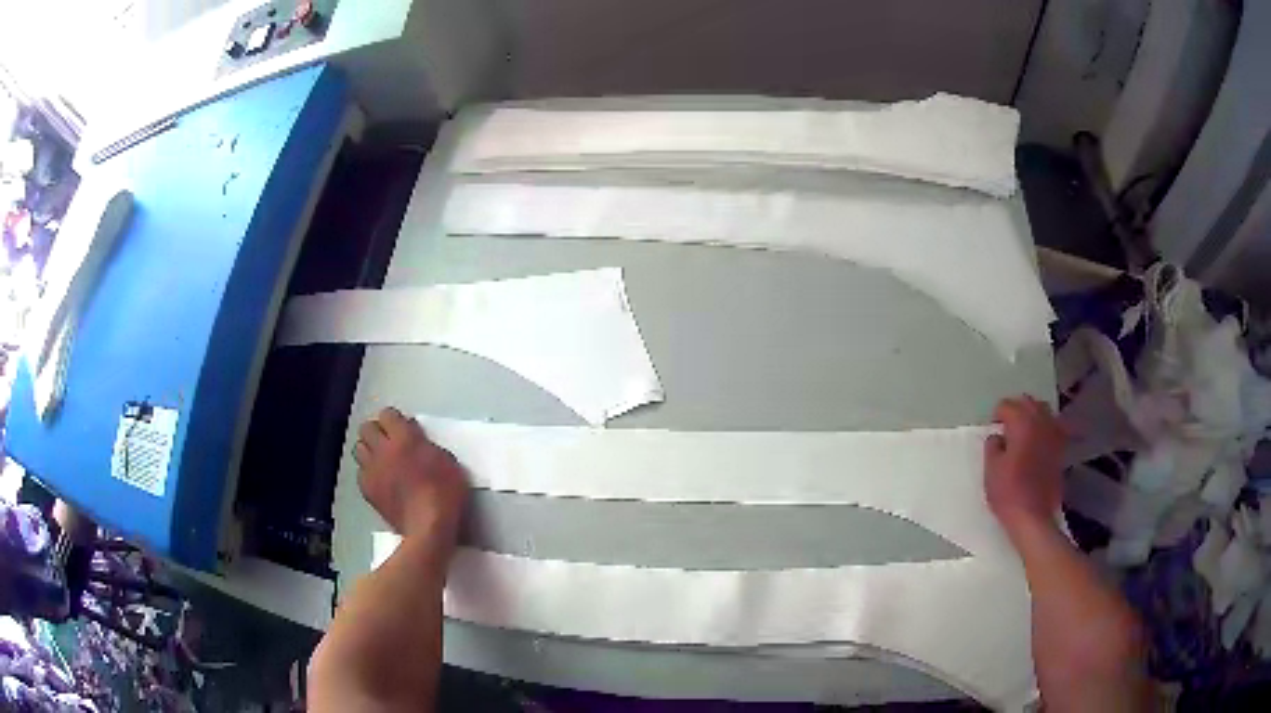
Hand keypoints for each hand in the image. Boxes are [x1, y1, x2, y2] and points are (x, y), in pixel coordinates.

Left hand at [355, 408, 467, 544]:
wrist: (428, 528)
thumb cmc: (445, 493)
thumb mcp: (447, 461)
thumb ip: (426, 444)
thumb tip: (414, 438)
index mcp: (404, 438)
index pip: (387, 414)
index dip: (394, 420)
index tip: (404, 428)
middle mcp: (383, 449)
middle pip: (367, 428)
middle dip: (377, 431)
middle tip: (389, 442)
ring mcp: (372, 470)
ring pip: (359, 448)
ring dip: (369, 450)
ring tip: (382, 460)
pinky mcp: (367, 490)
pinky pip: (361, 472)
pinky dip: (368, 472)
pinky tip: (381, 481)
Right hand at [984, 396, 1066, 535]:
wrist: (1033, 517)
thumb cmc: (1008, 492)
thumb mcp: (991, 469)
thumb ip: (992, 446)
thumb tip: (998, 437)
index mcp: (1022, 423)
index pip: (1007, 405)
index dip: (997, 417)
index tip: (993, 432)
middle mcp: (1041, 422)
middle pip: (1028, 403)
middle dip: (1016, 410)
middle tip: (1006, 430)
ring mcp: (1054, 435)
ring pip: (1043, 412)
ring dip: (1032, 417)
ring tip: (1023, 434)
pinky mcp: (1060, 449)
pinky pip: (1053, 428)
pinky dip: (1045, 430)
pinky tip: (1038, 443)